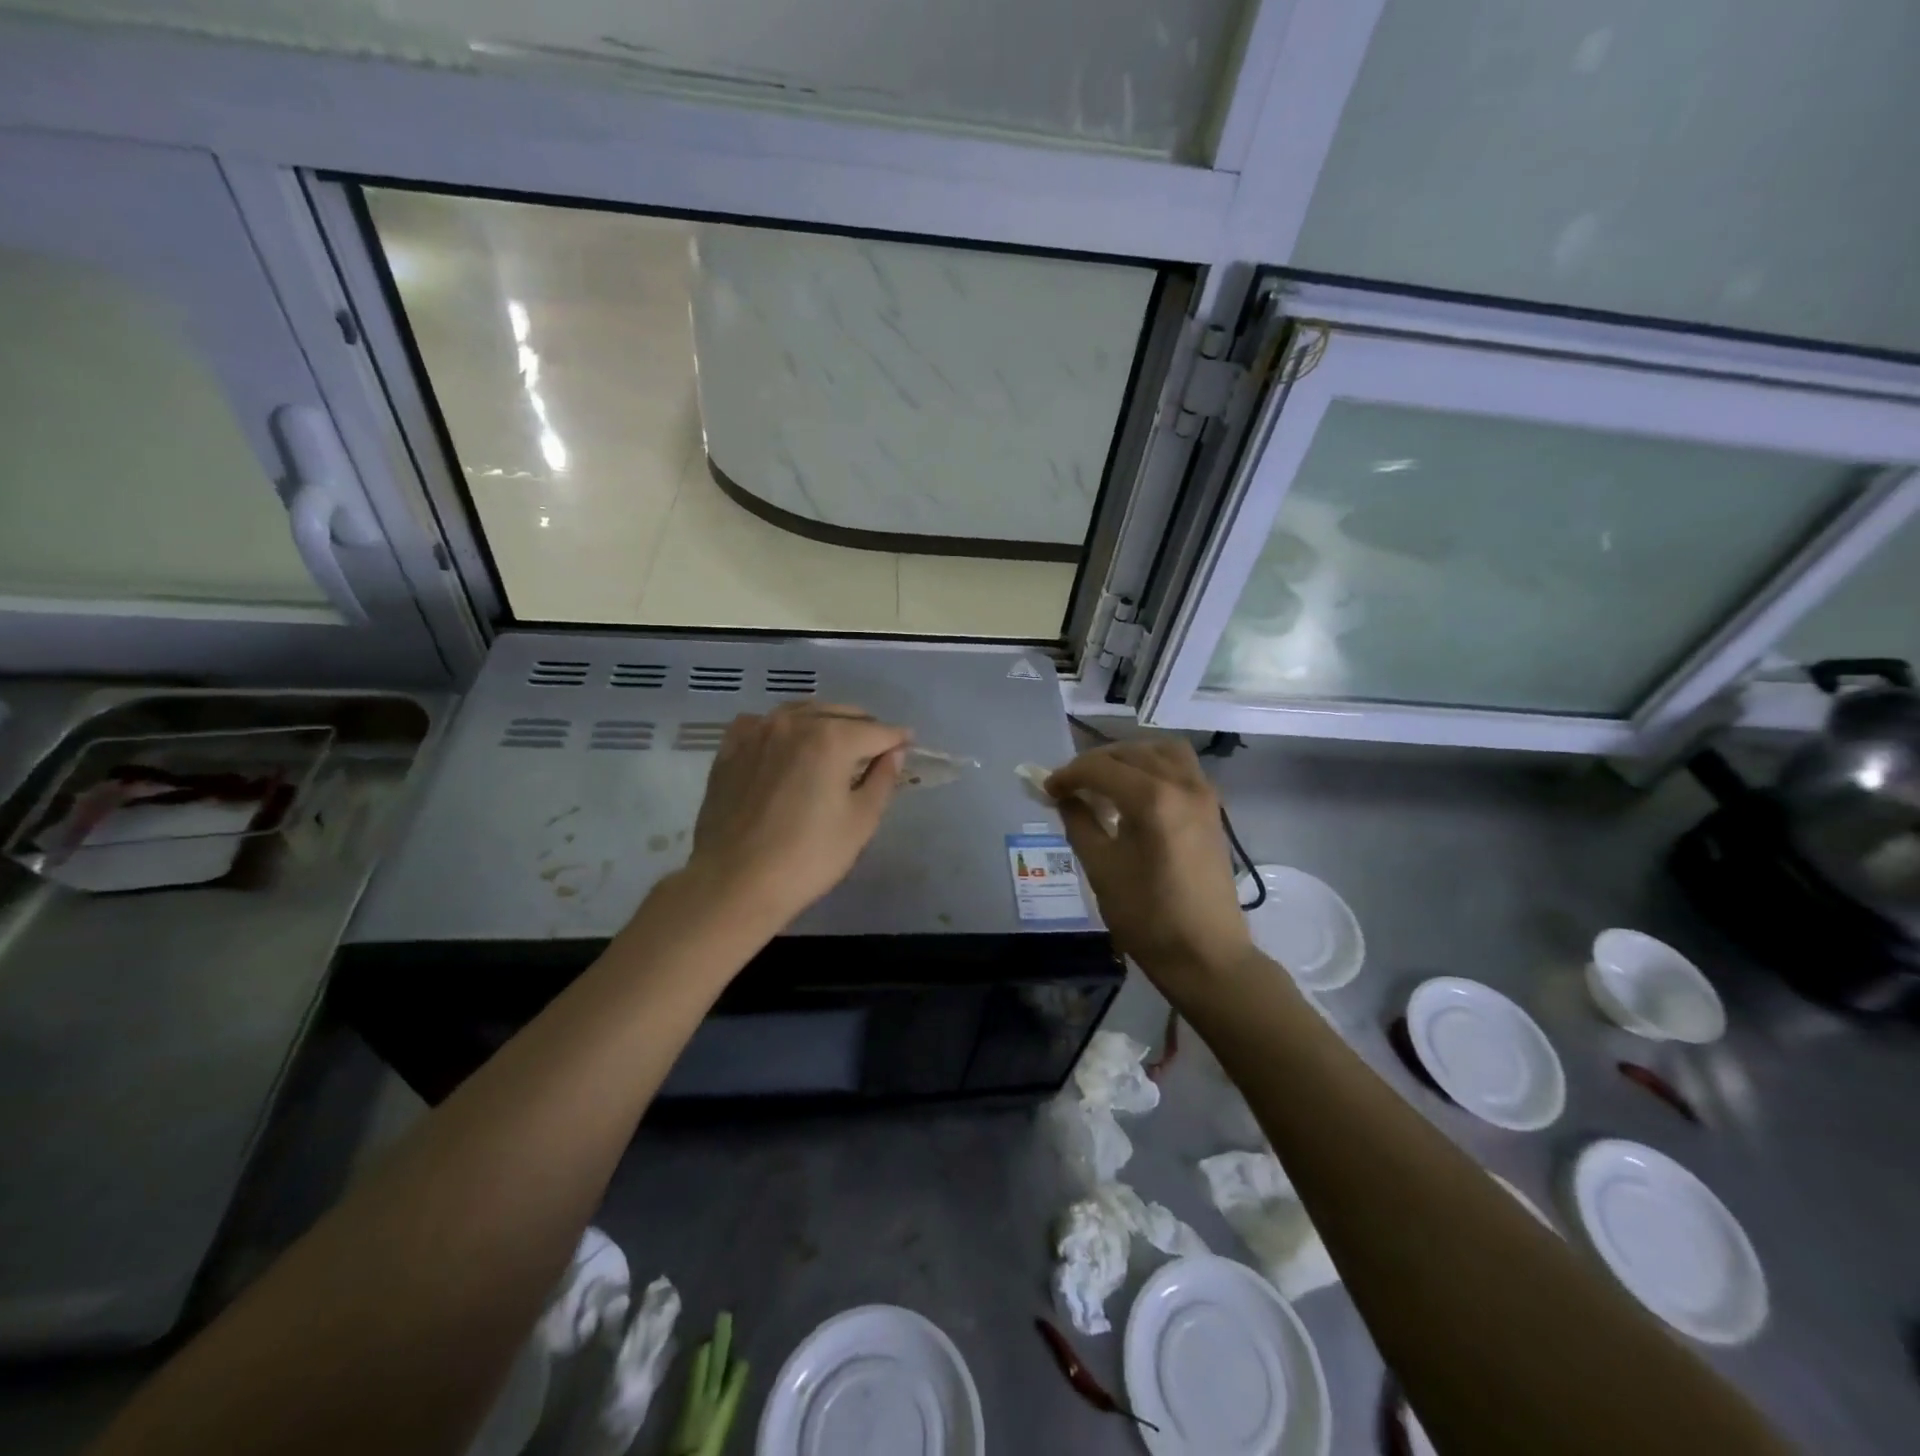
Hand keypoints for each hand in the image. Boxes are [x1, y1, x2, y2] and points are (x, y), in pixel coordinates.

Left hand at [683, 702, 911, 928]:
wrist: (733, 883)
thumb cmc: (807, 857)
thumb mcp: (860, 822)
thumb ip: (883, 779)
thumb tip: (894, 752)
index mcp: (832, 738)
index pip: (877, 731)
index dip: (898, 739)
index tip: (910, 744)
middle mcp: (794, 722)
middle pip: (840, 714)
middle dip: (864, 728)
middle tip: (876, 750)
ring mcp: (757, 731)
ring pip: (802, 713)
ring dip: (825, 723)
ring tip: (836, 744)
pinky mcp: (730, 749)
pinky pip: (763, 724)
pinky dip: (783, 728)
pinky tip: (786, 745)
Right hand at [1046, 739, 1253, 989]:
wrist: (1206, 954)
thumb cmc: (1147, 916)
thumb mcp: (1100, 868)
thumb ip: (1079, 822)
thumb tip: (1064, 797)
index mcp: (1152, 799)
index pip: (1100, 768)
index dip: (1068, 775)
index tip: (1048, 790)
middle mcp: (1182, 784)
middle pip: (1130, 753)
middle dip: (1095, 763)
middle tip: (1070, 786)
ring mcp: (1203, 794)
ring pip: (1161, 751)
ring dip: (1129, 757)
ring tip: (1105, 780)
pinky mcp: (1212, 808)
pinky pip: (1182, 768)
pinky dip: (1155, 767)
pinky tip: (1136, 793)